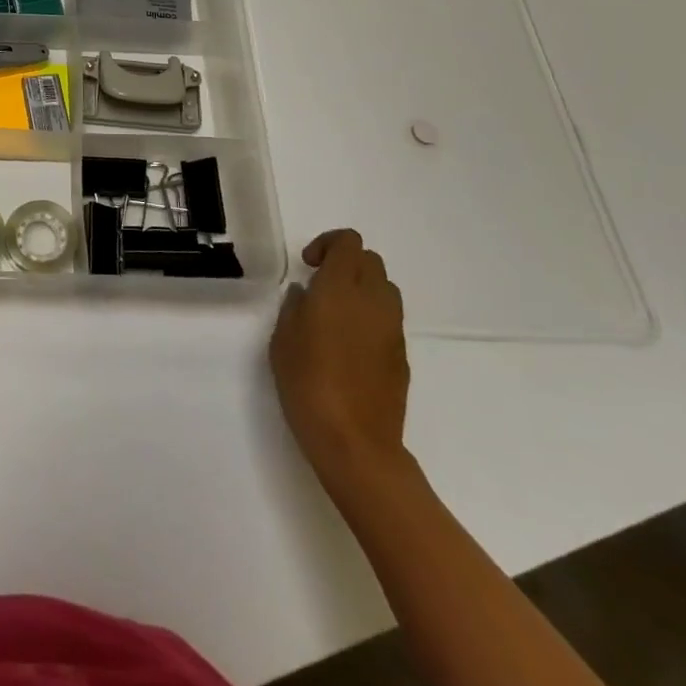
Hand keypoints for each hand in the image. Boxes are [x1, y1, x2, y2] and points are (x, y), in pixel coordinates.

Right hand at [269, 229, 409, 483]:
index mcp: (340, 289)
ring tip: (337, 314)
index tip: (309, 266)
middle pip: (371, 260)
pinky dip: (372, 318)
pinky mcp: (402, 356)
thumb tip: (306, 293)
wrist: (355, 443)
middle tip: (321, 286)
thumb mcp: (283, 339)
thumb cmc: (308, 383)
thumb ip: (294, 307)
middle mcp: (372, 301)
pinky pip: (389, 319)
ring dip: (363, 289)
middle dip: (346, 263)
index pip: (348, 242)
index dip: (328, 244)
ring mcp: (393, 329)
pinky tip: (350, 346)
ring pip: (385, 288)